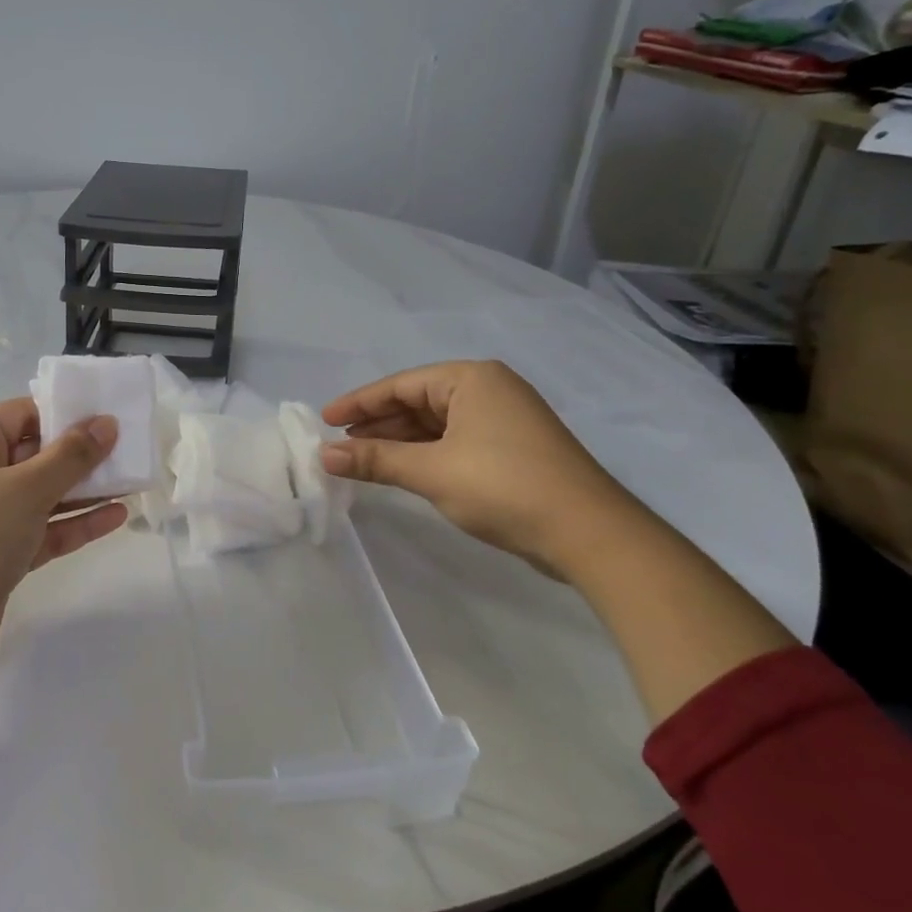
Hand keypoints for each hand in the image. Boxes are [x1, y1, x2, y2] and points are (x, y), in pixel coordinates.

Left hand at [0, 397, 127, 730]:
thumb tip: (107, 422)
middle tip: (131, 450)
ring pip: (42, 494)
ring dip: (85, 491)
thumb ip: (71, 455)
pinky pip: (42, 528)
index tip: (112, 416)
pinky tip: (116, 517)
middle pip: (35, 454)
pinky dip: (74, 523)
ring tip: (134, 482)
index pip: (23, 415)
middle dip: (82, 454)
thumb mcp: (25, 489)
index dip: (67, 413)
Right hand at [320, 361, 632, 576]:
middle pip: (418, 401)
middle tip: (339, 445)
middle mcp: (489, 389)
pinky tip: (403, 469)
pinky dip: (425, 453)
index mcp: (472, 379)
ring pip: (436, 423)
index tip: (325, 420)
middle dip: (378, 424)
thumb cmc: (503, 487)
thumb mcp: (431, 471)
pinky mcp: (512, 448)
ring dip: (399, 441)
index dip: (359, 403)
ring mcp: (504, 419)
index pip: (401, 384)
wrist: (588, 533)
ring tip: (362, 460)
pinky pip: (454, 441)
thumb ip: (376, 459)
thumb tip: (323, 454)